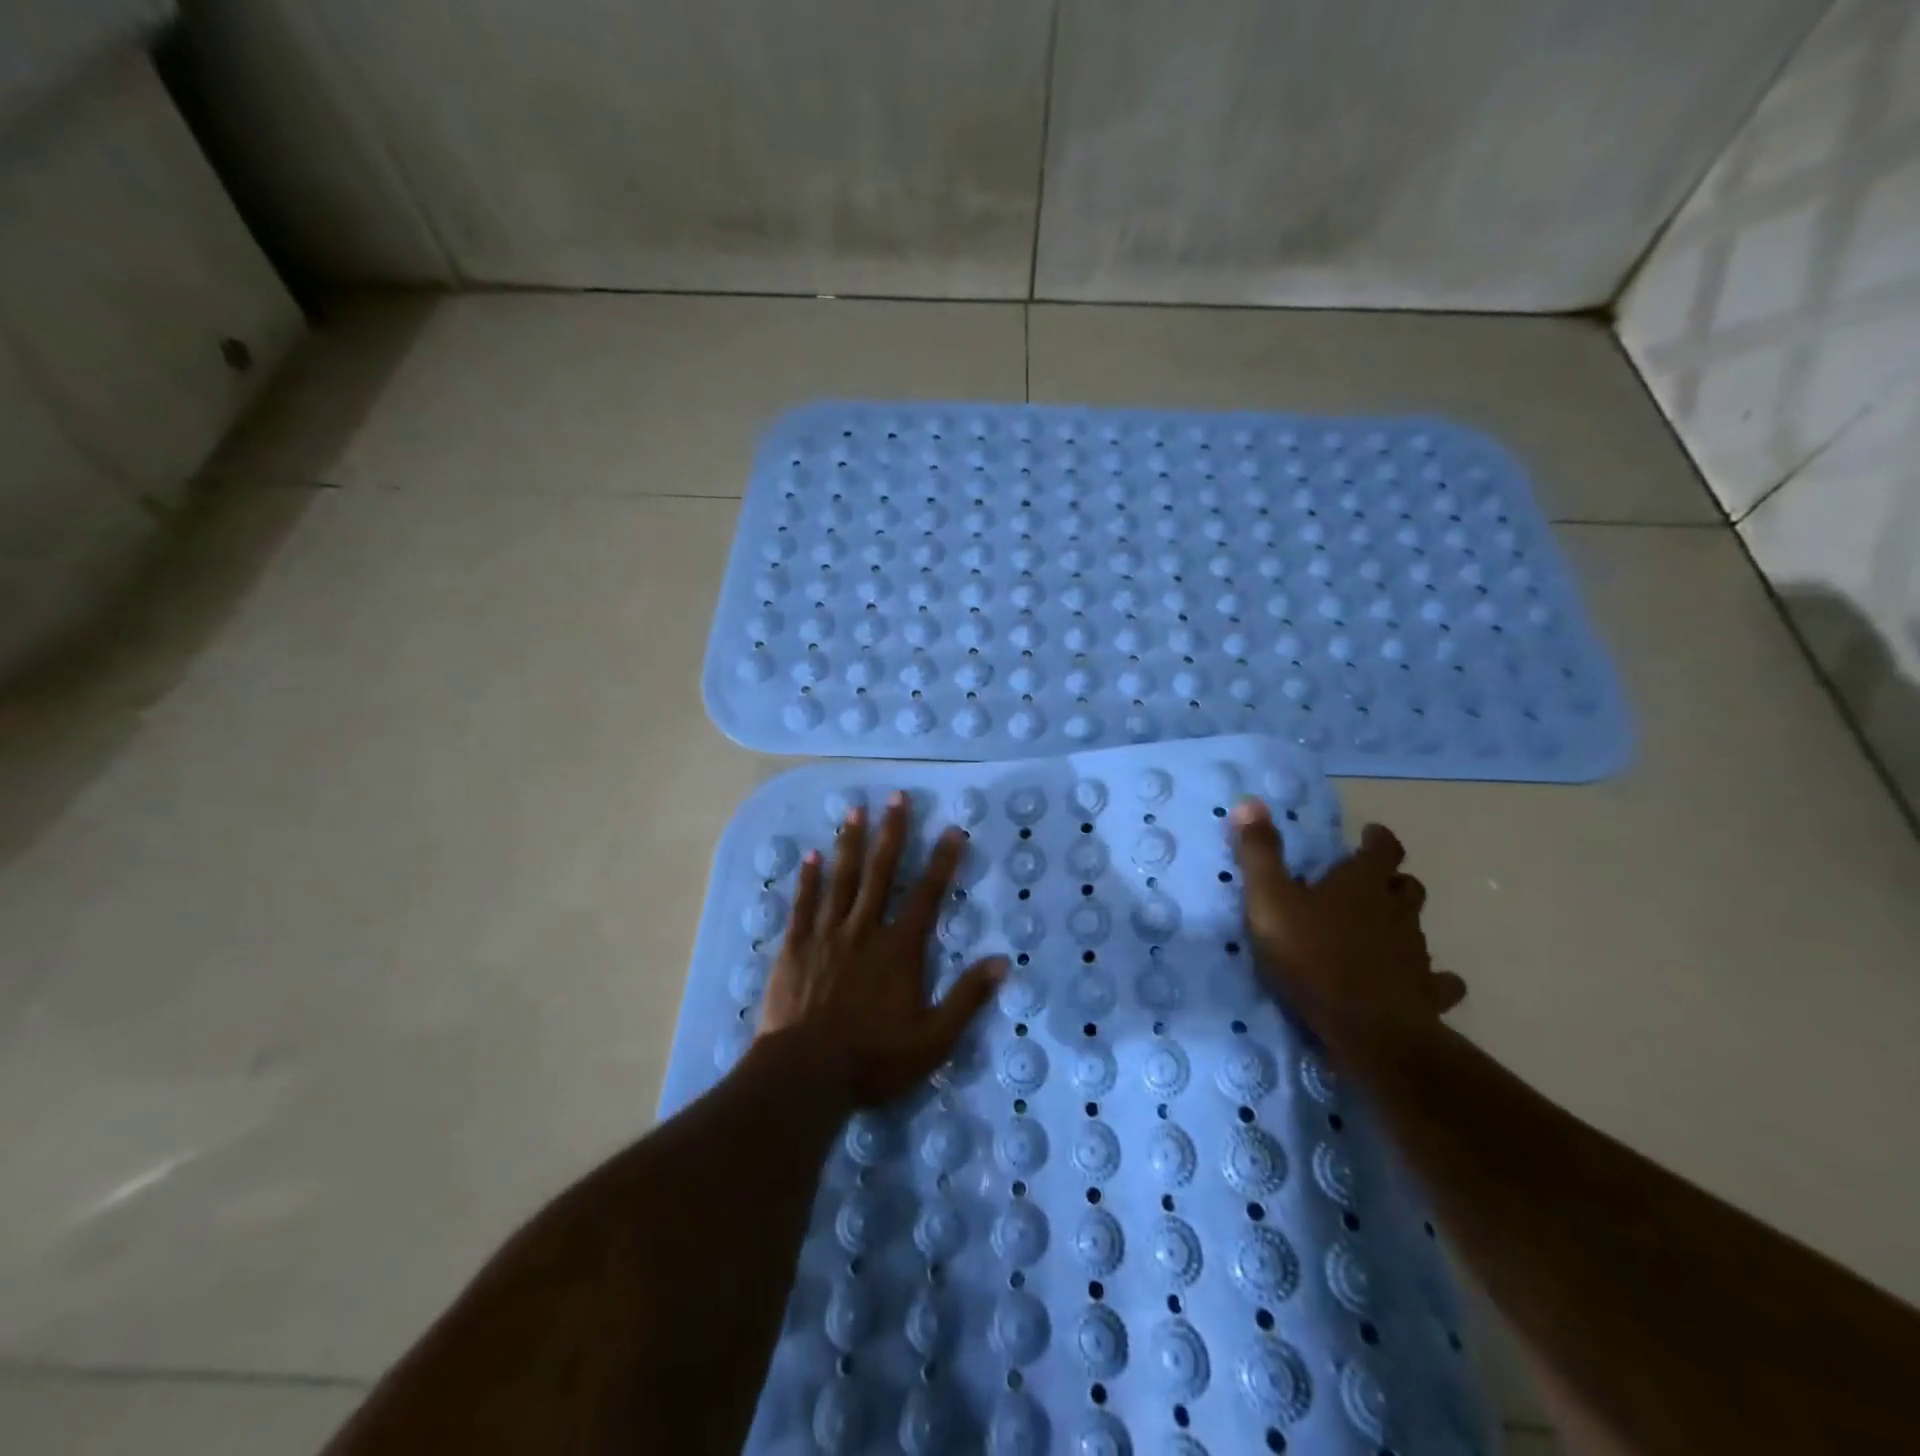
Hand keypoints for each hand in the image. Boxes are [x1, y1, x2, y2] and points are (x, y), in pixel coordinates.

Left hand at [759, 792, 1006, 1105]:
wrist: (804, 1075)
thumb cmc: (873, 1059)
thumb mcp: (933, 1039)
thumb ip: (967, 998)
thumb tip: (1003, 961)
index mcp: (899, 949)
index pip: (927, 895)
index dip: (943, 861)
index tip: (953, 829)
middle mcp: (864, 930)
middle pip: (881, 872)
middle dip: (892, 833)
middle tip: (896, 797)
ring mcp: (826, 935)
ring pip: (841, 879)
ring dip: (850, 843)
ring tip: (855, 810)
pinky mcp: (794, 947)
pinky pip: (803, 904)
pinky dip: (807, 878)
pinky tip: (810, 855)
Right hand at [1230, 800, 1465, 1051]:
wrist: (1365, 1028)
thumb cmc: (1311, 956)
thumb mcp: (1269, 900)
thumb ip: (1260, 853)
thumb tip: (1250, 801)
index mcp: (1362, 884)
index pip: (1383, 848)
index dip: (1378, 839)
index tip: (1369, 835)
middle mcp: (1396, 911)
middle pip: (1407, 886)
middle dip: (1392, 880)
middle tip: (1369, 884)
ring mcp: (1416, 953)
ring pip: (1417, 928)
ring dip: (1402, 923)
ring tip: (1380, 931)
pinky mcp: (1427, 993)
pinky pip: (1439, 980)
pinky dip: (1431, 976)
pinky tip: (1418, 981)